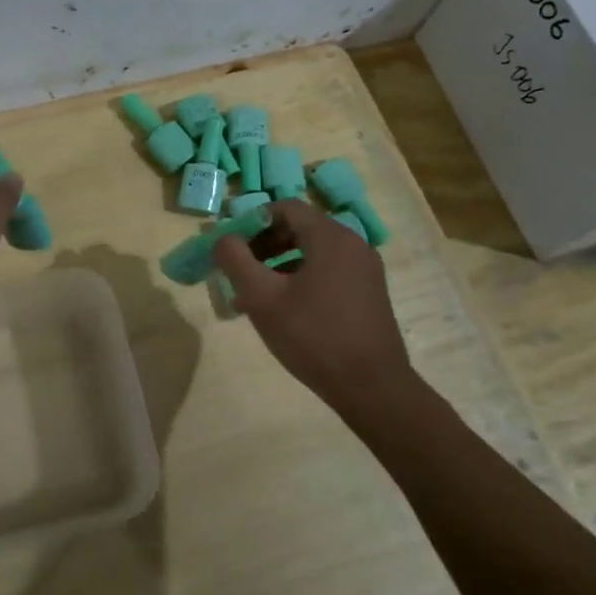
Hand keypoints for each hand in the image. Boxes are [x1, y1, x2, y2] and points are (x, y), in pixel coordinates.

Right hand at [211, 199, 421, 413]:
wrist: (371, 387)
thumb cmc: (313, 337)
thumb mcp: (262, 298)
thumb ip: (236, 260)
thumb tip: (223, 239)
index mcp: (330, 237)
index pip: (285, 208)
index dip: (252, 221)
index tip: (231, 247)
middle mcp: (353, 244)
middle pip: (300, 228)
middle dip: (264, 244)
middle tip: (239, 271)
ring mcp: (365, 269)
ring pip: (313, 252)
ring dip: (279, 264)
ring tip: (255, 295)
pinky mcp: (369, 292)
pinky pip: (328, 271)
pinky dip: (301, 278)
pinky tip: (284, 310)